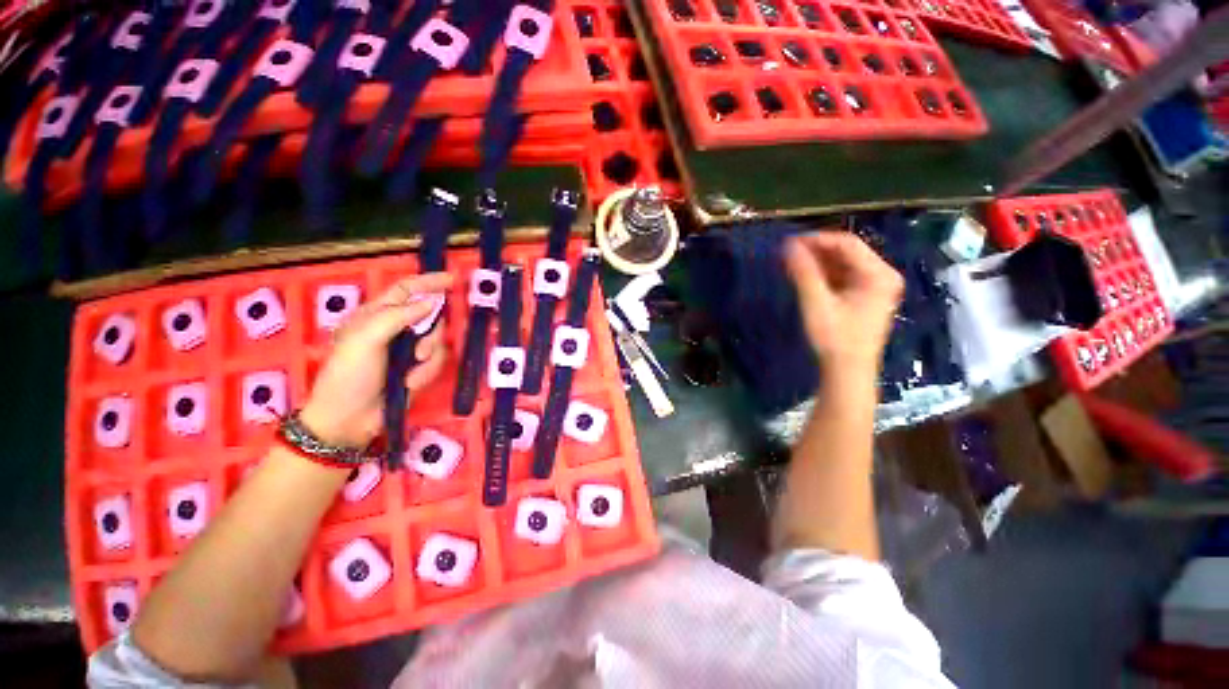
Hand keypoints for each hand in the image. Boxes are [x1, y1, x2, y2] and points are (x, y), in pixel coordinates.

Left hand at [299, 273, 452, 447]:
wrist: (349, 420)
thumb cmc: (349, 375)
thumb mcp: (365, 340)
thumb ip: (397, 316)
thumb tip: (431, 301)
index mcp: (376, 315)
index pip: (406, 290)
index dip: (428, 282)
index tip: (453, 281)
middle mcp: (395, 329)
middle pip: (430, 317)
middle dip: (431, 334)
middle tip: (419, 351)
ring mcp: (408, 350)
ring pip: (437, 340)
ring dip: (428, 357)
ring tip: (409, 372)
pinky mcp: (419, 368)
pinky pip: (437, 361)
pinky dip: (426, 373)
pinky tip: (410, 383)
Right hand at [784, 232, 903, 374]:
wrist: (847, 372)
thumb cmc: (835, 338)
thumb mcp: (816, 303)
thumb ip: (803, 272)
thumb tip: (787, 245)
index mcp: (879, 274)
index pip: (847, 243)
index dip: (817, 239)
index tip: (788, 242)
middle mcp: (882, 275)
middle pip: (847, 252)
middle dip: (816, 251)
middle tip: (787, 253)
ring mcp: (875, 287)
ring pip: (843, 264)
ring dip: (818, 262)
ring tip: (791, 264)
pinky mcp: (864, 297)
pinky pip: (843, 277)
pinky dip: (823, 275)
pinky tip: (805, 277)